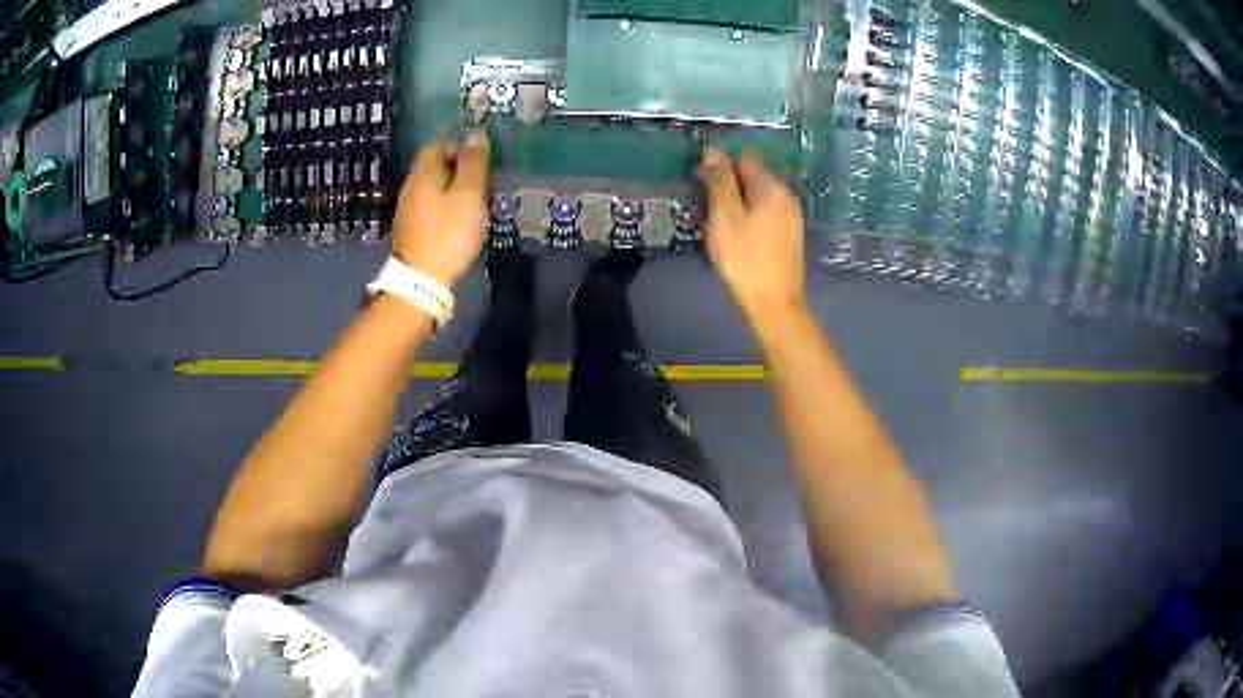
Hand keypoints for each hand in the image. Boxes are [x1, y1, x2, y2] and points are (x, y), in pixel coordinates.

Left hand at [391, 131, 490, 287]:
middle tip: (479, 182)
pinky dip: (441, 206)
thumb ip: (473, 164)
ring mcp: (406, 209)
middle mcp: (410, 187)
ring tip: (471, 202)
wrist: (421, 281)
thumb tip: (475, 134)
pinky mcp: (408, 230)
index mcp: (423, 174)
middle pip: (432, 166)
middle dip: (455, 168)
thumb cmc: (448, 234)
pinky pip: (427, 206)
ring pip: (430, 187)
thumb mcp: (468, 195)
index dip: (459, 147)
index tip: (479, 161)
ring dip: (449, 189)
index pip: (437, 145)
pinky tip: (454, 221)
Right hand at [697, 149, 805, 321]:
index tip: (700, 180)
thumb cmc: (744, 259)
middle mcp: (786, 197)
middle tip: (705, 204)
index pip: (744, 158)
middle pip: (754, 177)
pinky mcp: (790, 237)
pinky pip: (766, 214)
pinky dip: (750, 216)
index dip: (720, 163)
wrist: (774, 306)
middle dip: (729, 183)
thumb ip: (720, 181)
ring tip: (718, 221)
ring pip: (760, 197)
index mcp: (771, 188)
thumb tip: (713, 152)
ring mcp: (791, 218)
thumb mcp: (725, 216)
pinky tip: (737, 235)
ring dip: (739, 201)